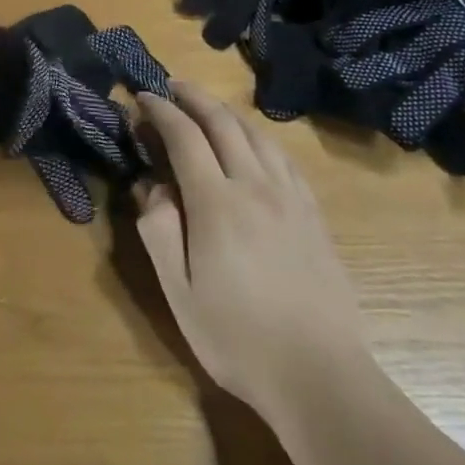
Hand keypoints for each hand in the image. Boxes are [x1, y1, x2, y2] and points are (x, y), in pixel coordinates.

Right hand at [134, 82, 369, 428]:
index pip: (184, 136)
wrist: (321, 377)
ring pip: (257, 135)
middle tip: (170, 87)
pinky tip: (253, 144)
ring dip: (226, 112)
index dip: (161, 111)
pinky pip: (283, 158)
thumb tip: (151, 186)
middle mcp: (255, 187)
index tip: (142, 98)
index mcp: (216, 203)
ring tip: (206, 108)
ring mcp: (291, 199)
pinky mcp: (314, 215)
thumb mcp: (178, 291)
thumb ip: (158, 230)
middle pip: (223, 123)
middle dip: (193, 97)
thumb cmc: (238, 338)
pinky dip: (259, 137)